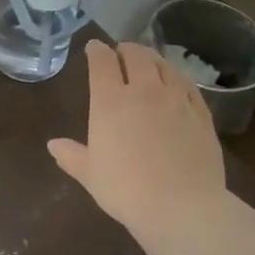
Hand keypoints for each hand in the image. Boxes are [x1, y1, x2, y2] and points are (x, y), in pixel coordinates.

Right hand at [47, 41, 225, 232]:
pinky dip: (176, 77)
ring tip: (148, 62)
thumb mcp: (90, 175)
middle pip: (136, 55)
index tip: (94, 48)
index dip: (97, 51)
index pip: (102, 62)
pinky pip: (188, 84)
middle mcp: (143, 91)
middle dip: (126, 49)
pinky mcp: (201, 113)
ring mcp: (176, 99)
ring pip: (164, 65)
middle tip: (121, 52)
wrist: (182, 206)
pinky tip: (175, 83)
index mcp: (110, 101)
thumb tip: (53, 144)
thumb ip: (71, 156)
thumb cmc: (126, 190)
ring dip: (152, 59)